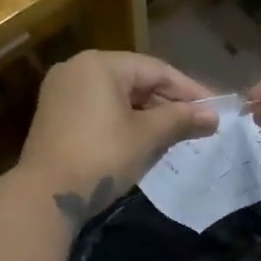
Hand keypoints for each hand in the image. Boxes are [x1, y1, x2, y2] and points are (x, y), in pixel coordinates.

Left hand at [18, 51, 218, 226]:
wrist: (45, 196)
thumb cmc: (101, 156)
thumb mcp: (146, 137)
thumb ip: (181, 120)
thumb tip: (215, 116)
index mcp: (99, 64)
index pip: (156, 70)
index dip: (190, 90)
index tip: (215, 109)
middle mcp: (77, 68)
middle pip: (135, 80)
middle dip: (168, 103)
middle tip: (198, 123)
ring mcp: (61, 92)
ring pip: (117, 96)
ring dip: (148, 114)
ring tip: (176, 134)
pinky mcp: (54, 116)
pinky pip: (99, 109)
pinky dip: (123, 121)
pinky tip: (144, 139)